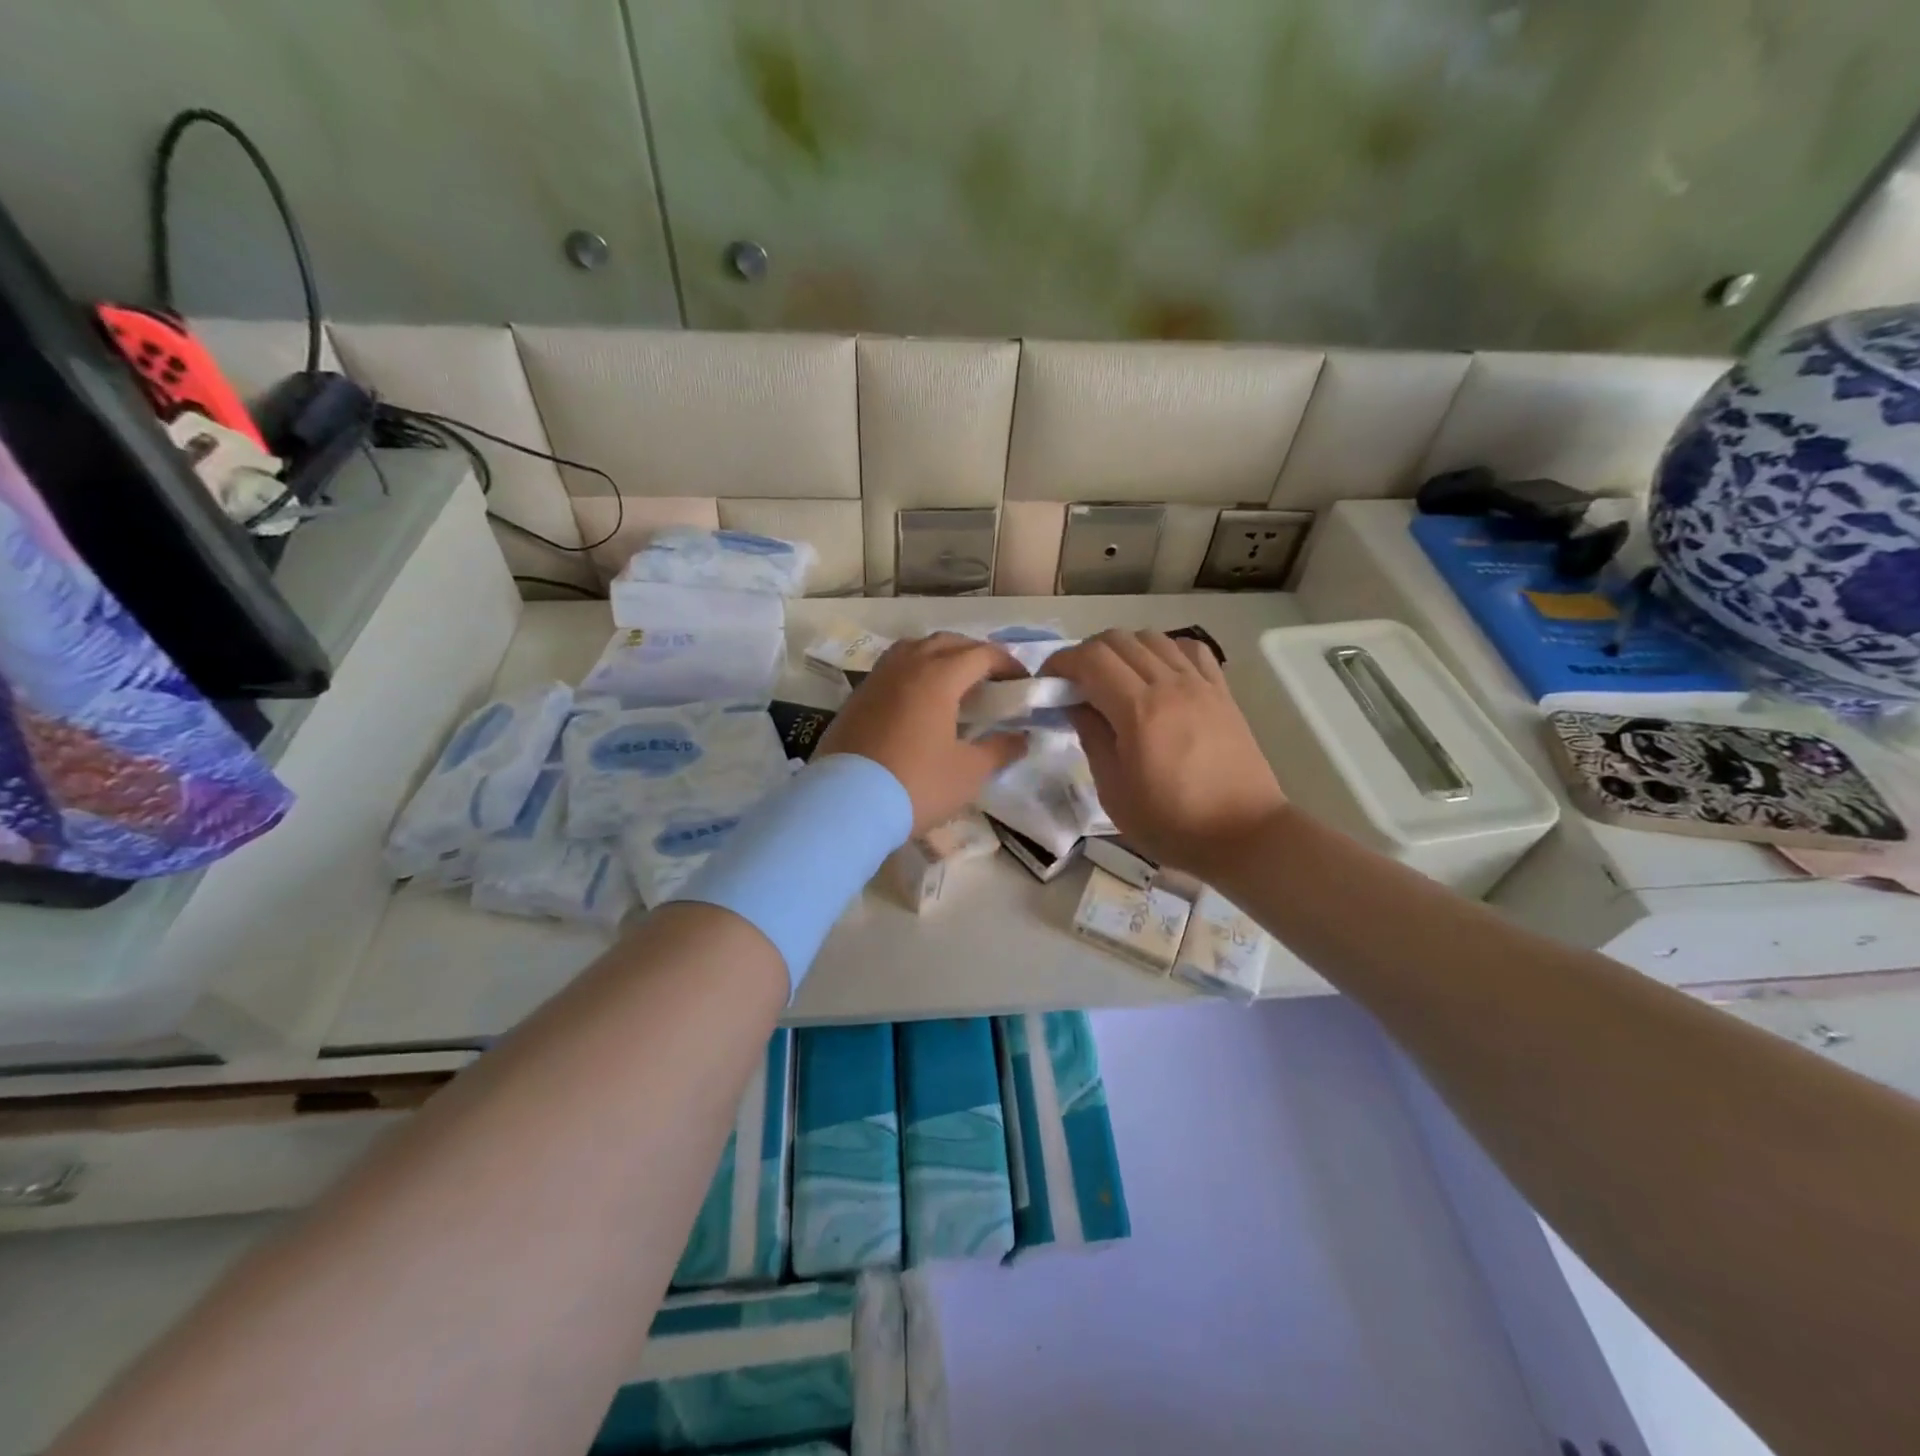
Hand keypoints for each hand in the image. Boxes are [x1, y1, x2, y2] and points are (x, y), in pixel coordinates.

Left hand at [817, 632, 1028, 834]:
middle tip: (991, 680)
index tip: (1022, 683)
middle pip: (947, 642)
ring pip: (914, 649)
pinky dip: (913, 672)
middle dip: (974, 654)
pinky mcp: (856, 697)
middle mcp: (906, 666)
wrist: (846, 804)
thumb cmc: (916, 784)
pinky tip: (918, 701)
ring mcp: (877, 679)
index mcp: (938, 676)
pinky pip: (892, 669)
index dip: (1007, 664)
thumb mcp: (968, 772)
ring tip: (953, 684)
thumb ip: (999, 750)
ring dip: (939, 656)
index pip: (981, 654)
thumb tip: (1021, 738)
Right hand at [1046, 629, 1287, 878]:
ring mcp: (1200, 684)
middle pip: (1118, 639)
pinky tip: (1157, 674)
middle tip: (1074, 683)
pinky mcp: (1222, 692)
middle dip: (1086, 653)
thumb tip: (1075, 704)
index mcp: (1139, 710)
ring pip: (1152, 637)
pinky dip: (1164, 650)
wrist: (1244, 834)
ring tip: (1113, 679)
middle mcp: (1170, 684)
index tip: (1046, 681)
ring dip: (1123, 649)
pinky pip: (1189, 649)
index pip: (1091, 659)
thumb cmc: (1171, 823)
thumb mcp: (1114, 791)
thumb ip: (1092, 738)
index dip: (1061, 662)